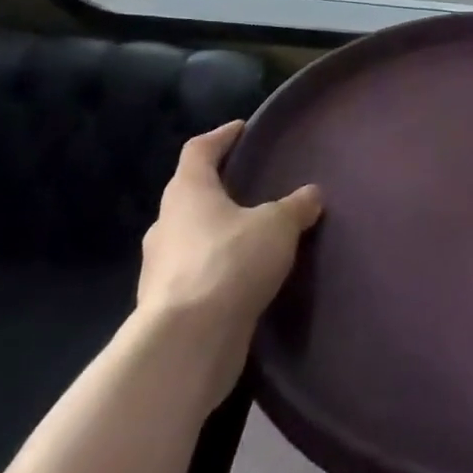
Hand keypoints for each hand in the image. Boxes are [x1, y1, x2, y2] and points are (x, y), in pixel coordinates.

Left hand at [137, 122, 321, 396]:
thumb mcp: (277, 226)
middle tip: (254, 186)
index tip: (242, 129)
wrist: (187, 343)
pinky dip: (218, 269)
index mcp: (187, 192)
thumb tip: (311, 194)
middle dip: (220, 189)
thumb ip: (296, 207)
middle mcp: (166, 224)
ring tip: (256, 236)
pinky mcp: (168, 305)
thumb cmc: (229, 263)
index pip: (199, 150)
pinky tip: (245, 277)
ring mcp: (161, 268)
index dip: (221, 137)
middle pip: (191, 194)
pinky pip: (197, 274)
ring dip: (219, 233)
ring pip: (192, 237)